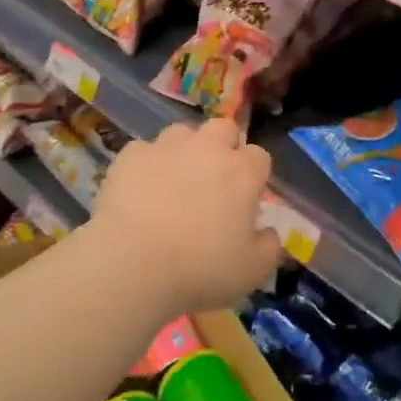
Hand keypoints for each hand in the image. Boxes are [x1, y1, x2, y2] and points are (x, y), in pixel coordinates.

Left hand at [91, 118, 282, 314]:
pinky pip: (144, 150)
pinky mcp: (130, 155)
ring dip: (184, 150)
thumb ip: (270, 248)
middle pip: (224, 128)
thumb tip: (270, 233)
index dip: (254, 175)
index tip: (246, 198)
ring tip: (174, 181)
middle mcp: (207, 148)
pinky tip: (140, 190)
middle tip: (214, 180)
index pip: (259, 156)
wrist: (132, 263)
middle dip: (223, 146)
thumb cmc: (200, 269)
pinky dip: (146, 165)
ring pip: (182, 133)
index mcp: (242, 172)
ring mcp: (166, 147)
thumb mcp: (252, 271)